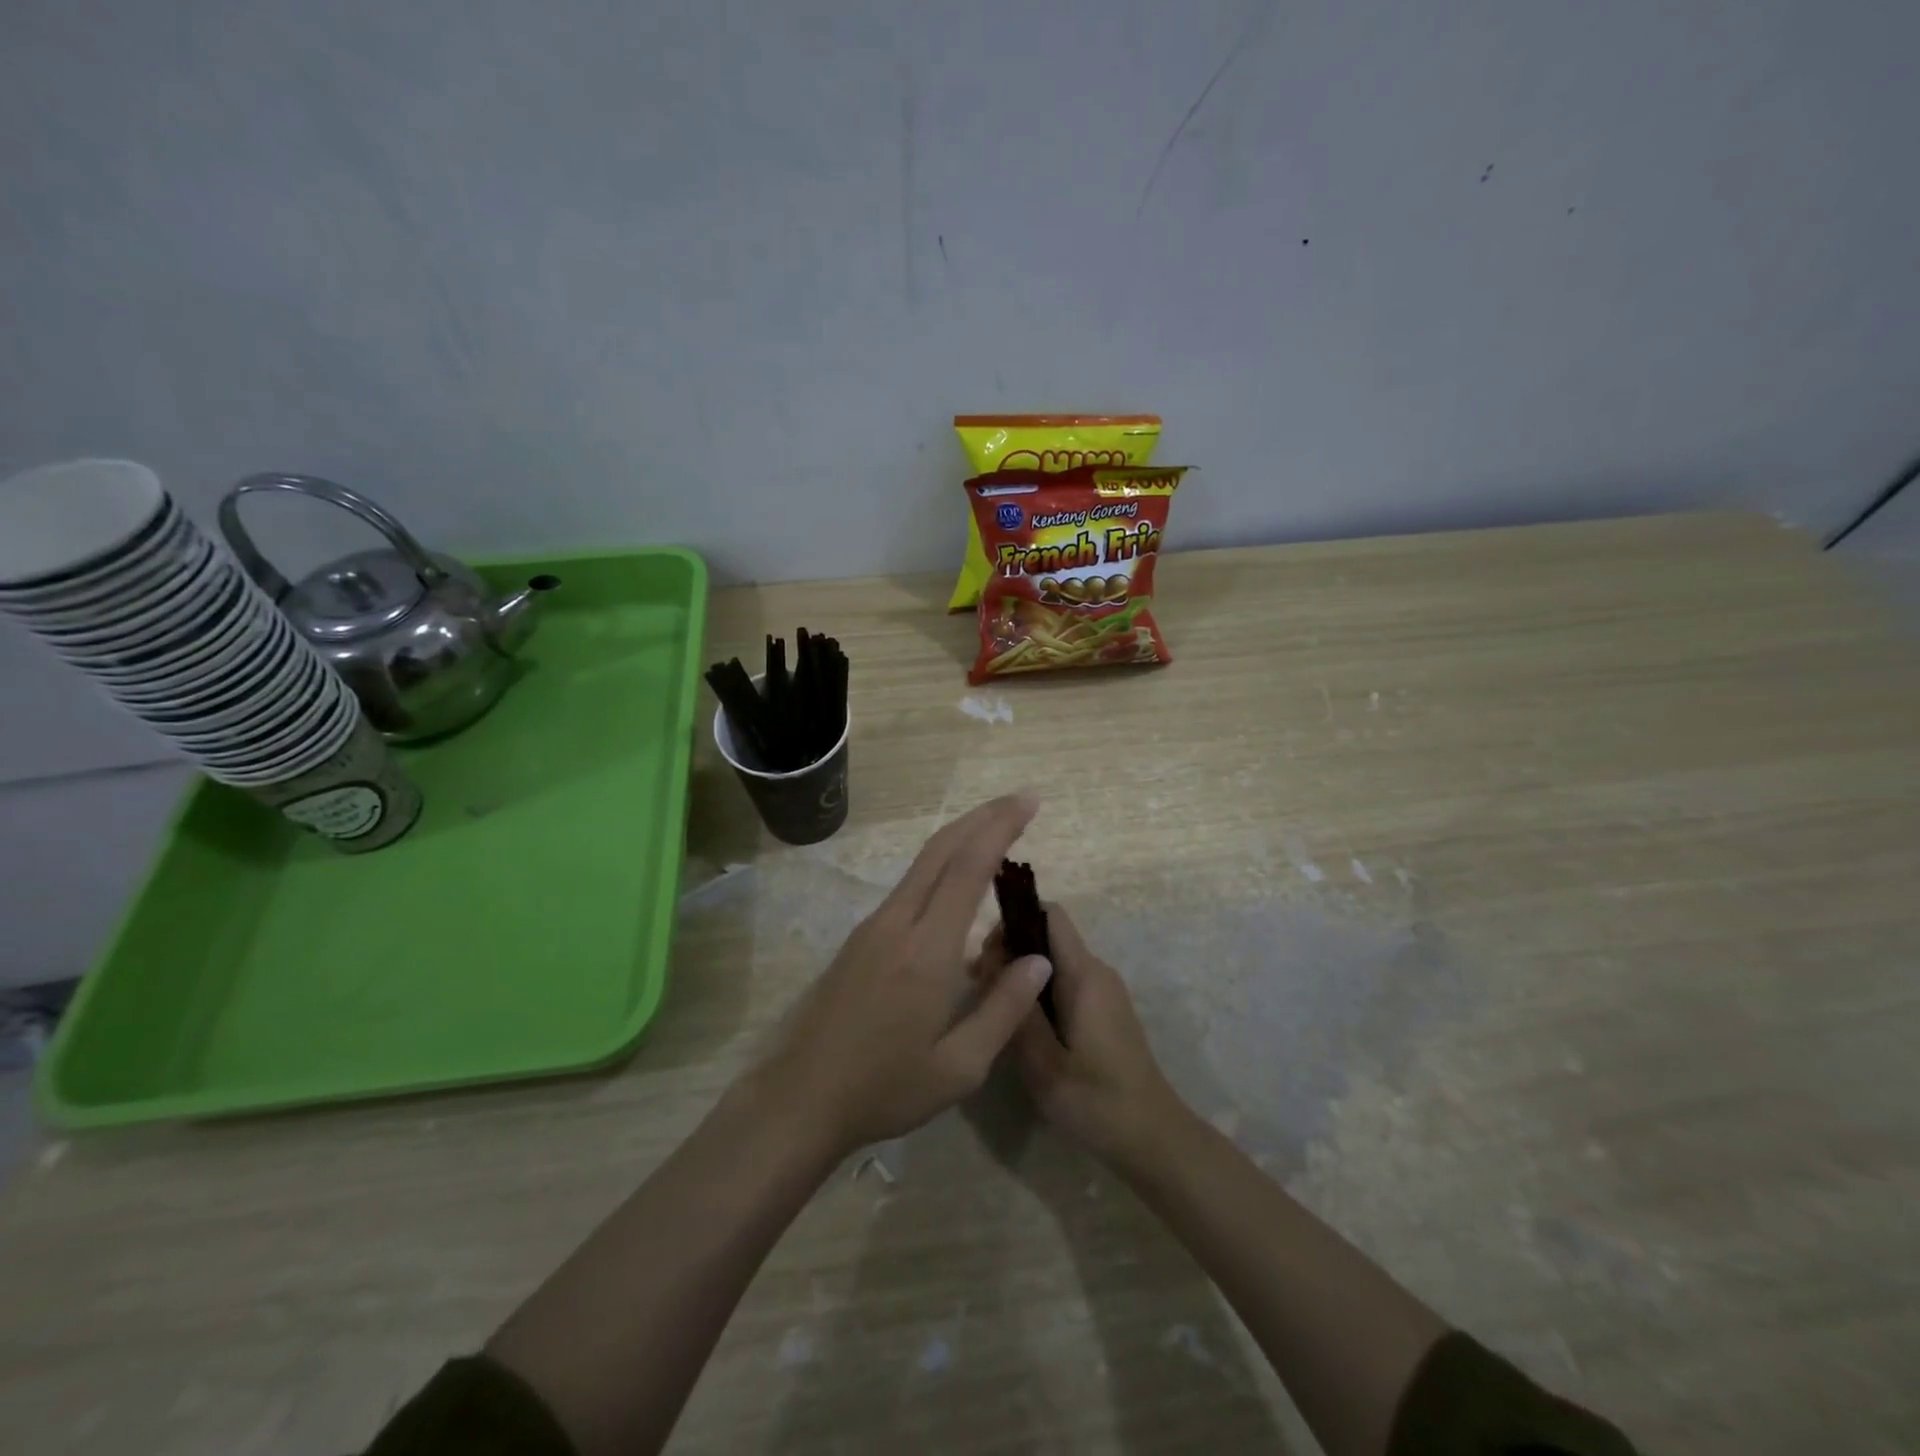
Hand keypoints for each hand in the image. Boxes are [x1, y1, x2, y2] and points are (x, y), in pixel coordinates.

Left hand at [752, 793, 1055, 1158]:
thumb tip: (1041, 958)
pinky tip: (958, 879)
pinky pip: (909, 885)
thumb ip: (1004, 1008)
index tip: (1030, 803)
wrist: (800, 1098)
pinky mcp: (861, 937)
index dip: (1000, 828)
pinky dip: (941, 864)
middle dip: (983, 817)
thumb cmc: (884, 1089)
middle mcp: (898, 923)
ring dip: (961, 837)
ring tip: (997, 830)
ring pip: (922, 864)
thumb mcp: (959, 1067)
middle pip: (941, 849)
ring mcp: (873, 926)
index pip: (968, 868)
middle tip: (1021, 801)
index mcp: (927, 950)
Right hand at [979, 904, 1183, 1164]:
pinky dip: (1036, 989)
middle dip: (1009, 949)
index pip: (1050, 914)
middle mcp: (1096, 971)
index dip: (1014, 917)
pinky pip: (1064, 981)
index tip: (984, 951)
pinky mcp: (1103, 1010)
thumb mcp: (1044, 1064)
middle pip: (1047, 936)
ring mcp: (1103, 991)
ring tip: (989, 1005)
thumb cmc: (1096, 1101)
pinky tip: (1016, 1021)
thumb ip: (1018, 1011)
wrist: (1152, 1138)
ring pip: (1053, 961)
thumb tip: (995, 962)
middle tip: (977, 985)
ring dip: (1019, 973)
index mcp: (1084, 974)